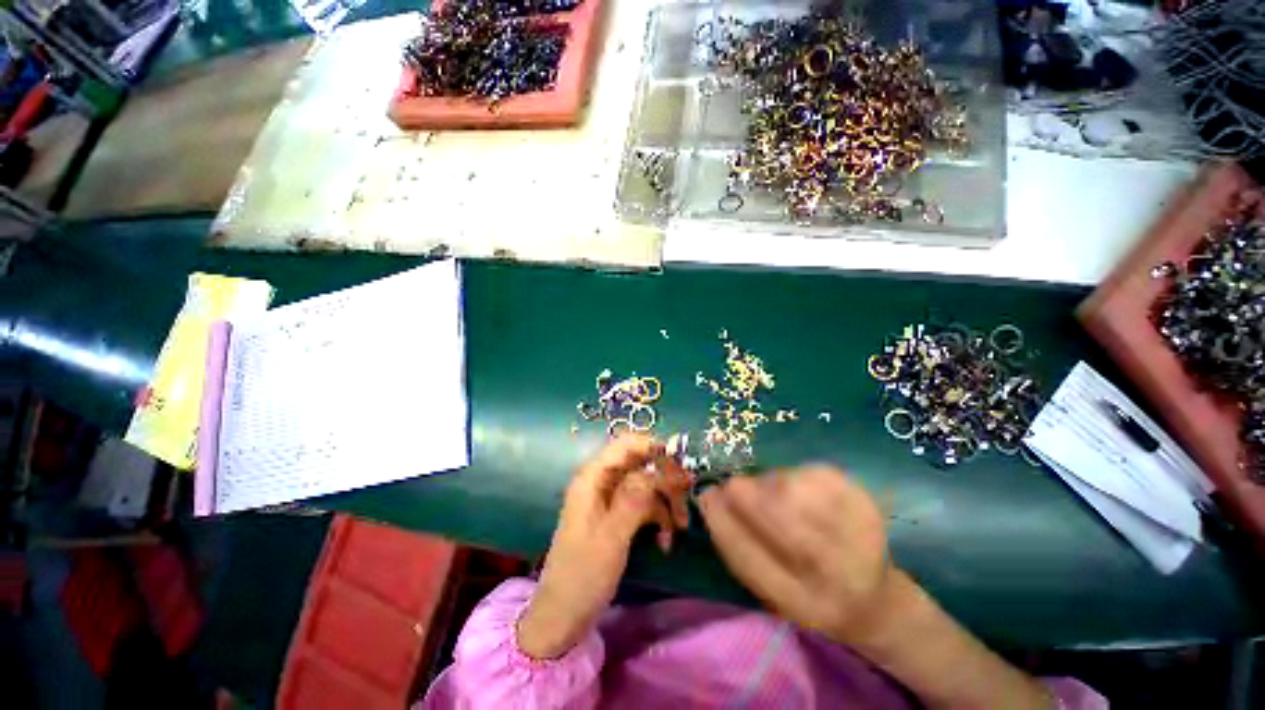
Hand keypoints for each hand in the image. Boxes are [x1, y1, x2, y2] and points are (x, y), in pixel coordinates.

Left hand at [517, 435, 690, 658]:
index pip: (626, 444)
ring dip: (666, 503)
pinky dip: (657, 519)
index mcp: (593, 478)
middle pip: (641, 464)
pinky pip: (643, 506)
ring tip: (681, 528)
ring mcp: (610, 499)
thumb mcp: (611, 537)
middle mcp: (601, 482)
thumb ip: (634, 499)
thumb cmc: (582, 576)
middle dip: (666, 480)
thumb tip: (657, 469)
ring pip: (646, 486)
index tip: (681, 461)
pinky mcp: (617, 517)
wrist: (562, 617)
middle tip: (687, 500)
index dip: (654, 446)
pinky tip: (665, 542)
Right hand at [699, 466, 896, 645]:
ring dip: (770, 484)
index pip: (750, 558)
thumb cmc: (808, 594)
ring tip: (770, 492)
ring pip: (798, 490)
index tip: (706, 496)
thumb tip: (708, 498)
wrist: (876, 601)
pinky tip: (796, 487)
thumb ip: (739, 547)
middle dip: (746, 494)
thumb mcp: (770, 588)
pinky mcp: (868, 507)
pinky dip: (795, 474)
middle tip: (734, 486)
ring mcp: (860, 538)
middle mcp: (836, 577)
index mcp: (803, 605)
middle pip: (780, 518)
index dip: (722, 520)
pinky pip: (817, 474)